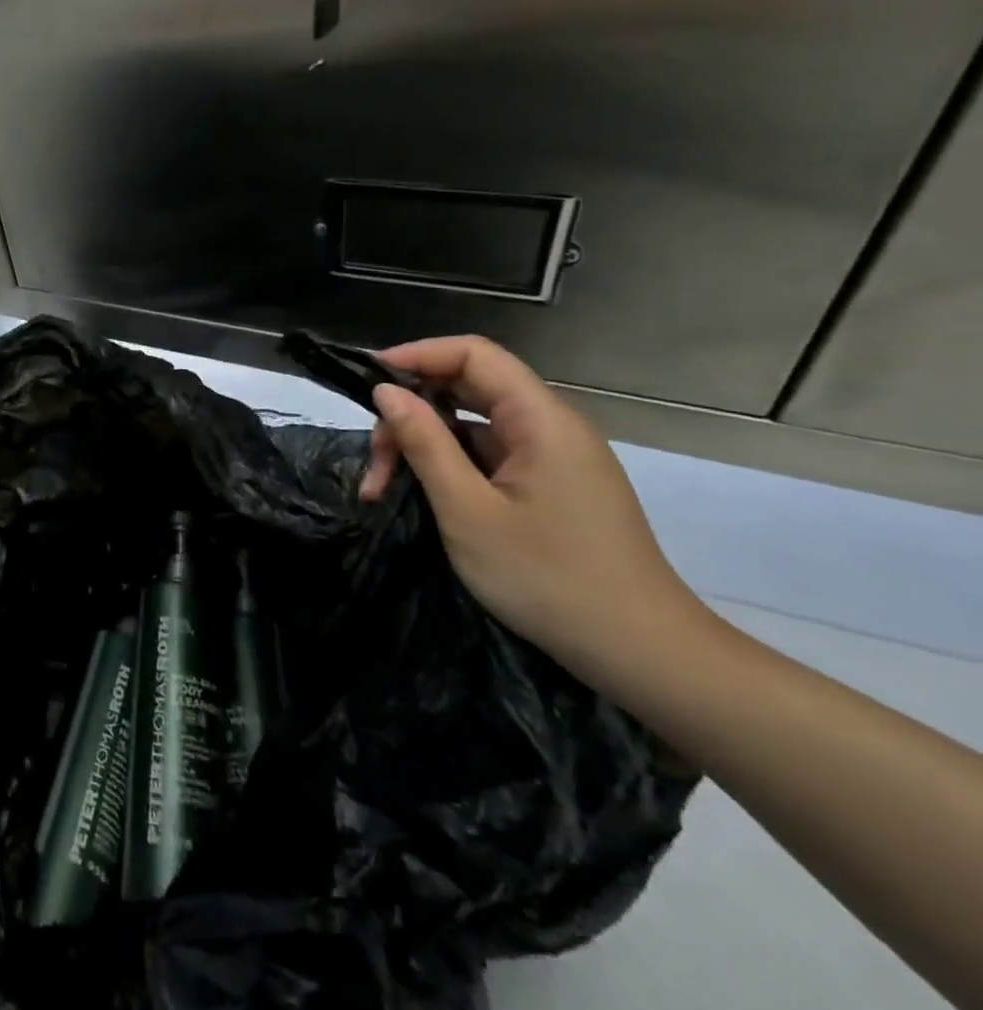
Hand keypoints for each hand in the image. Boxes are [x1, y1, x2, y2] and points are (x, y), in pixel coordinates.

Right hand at [357, 336, 711, 682]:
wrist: (641, 654)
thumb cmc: (548, 579)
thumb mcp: (467, 510)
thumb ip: (425, 443)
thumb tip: (386, 392)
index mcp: (541, 420)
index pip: (473, 355)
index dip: (417, 356)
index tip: (368, 384)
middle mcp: (551, 426)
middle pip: (468, 388)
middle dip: (411, 414)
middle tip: (374, 464)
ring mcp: (553, 457)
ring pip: (473, 425)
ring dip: (424, 446)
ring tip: (383, 491)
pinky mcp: (551, 485)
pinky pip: (489, 455)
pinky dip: (449, 467)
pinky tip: (422, 497)